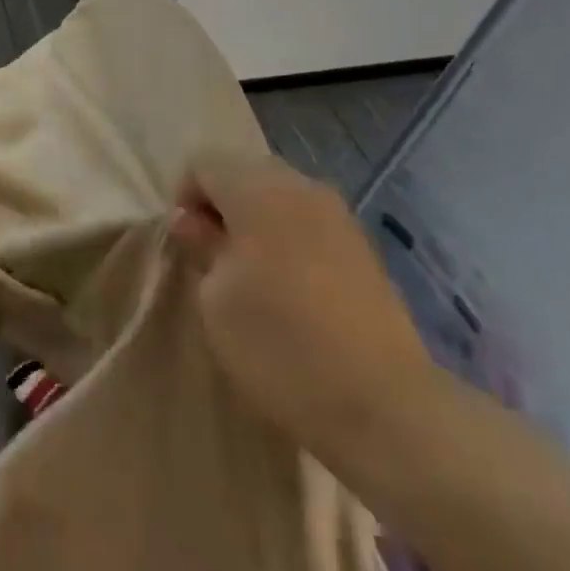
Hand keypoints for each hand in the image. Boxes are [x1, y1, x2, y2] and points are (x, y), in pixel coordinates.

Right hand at [171, 153, 435, 460]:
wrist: (385, 407)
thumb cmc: (281, 346)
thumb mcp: (216, 299)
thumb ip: (201, 246)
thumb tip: (194, 222)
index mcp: (258, 188)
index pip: (202, 163)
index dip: (184, 197)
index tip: (188, 246)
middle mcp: (300, 185)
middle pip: (242, 171)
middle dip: (220, 205)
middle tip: (214, 259)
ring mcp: (337, 213)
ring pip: (277, 195)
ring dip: (255, 222)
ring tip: (252, 276)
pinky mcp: (362, 245)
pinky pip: (307, 221)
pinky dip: (288, 239)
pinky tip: (291, 288)